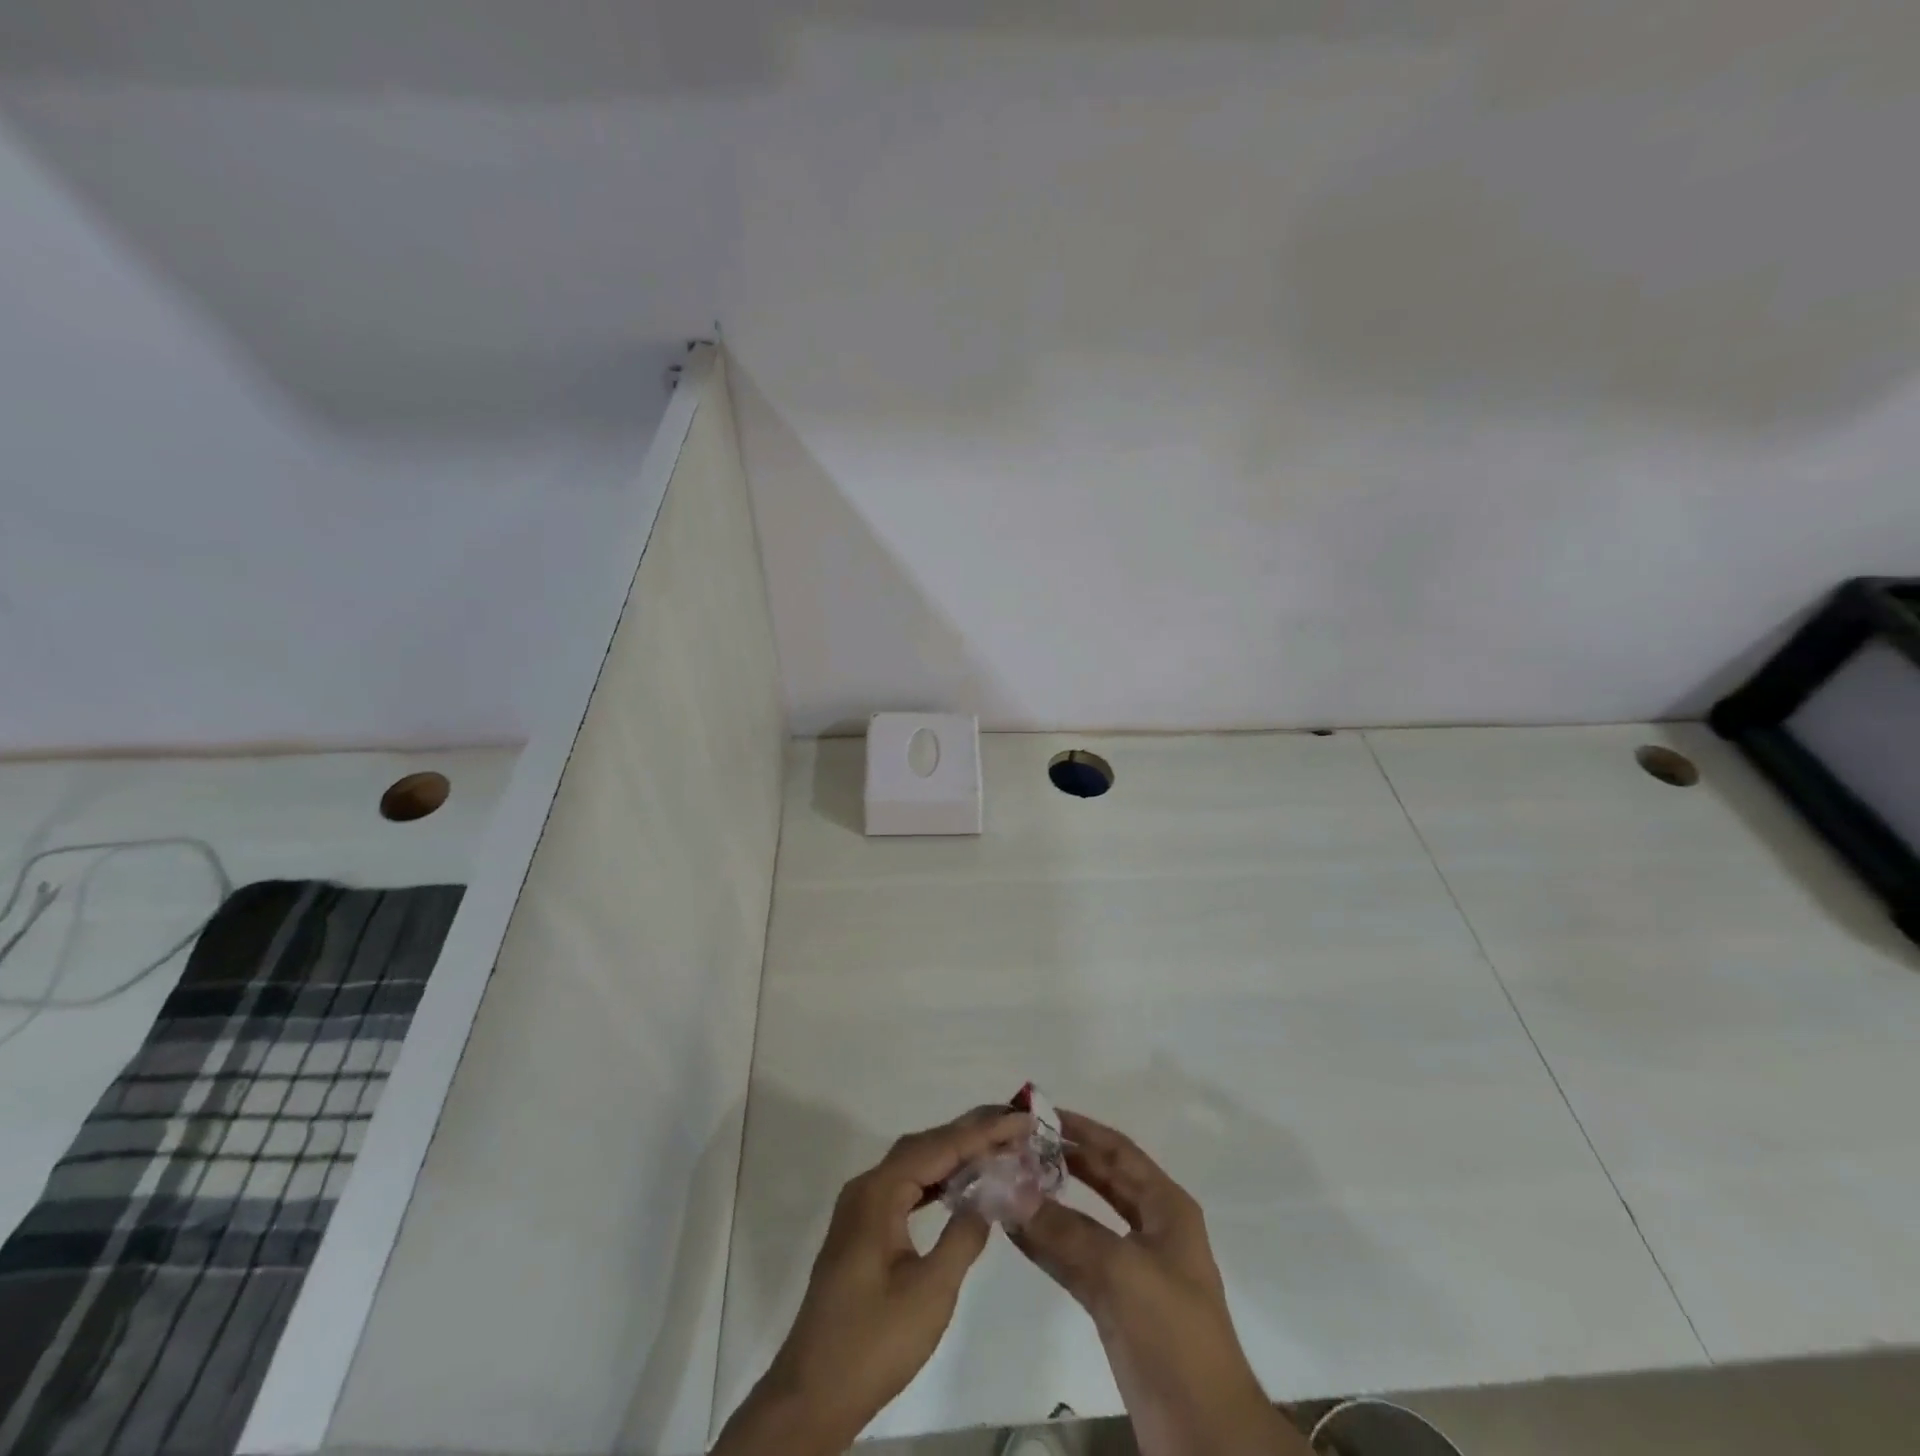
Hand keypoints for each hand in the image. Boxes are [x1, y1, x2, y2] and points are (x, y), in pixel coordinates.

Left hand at [713, 1107, 1032, 1455]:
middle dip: (970, 1133)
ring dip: (954, 1154)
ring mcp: (862, 1207)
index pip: (938, 1147)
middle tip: (1014, 1125)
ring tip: (996, 1147)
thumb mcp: (930, 1293)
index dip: (982, 1131)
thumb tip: (987, 1198)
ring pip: (914, 1164)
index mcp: (879, 1193)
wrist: (813, 1394)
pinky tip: (959, 1186)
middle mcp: (867, 1187)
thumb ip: (962, 1237)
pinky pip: (906, 1187)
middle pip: (924, 1146)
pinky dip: (936, 1179)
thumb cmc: (873, 1342)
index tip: (1020, 1119)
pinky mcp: (863, 1229)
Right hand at [1011, 1110, 1309, 1455]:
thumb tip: (1011, 1192)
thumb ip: (1064, 1229)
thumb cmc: (1174, 1333)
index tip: (1040, 1114)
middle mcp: (1150, 1228)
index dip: (1082, 1129)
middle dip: (1063, 1161)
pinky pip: (1075, 1261)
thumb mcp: (1120, 1270)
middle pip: (1101, 1180)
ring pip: (1084, 1221)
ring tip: (1007, 1180)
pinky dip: (1047, 1244)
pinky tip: (1016, 1231)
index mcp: (1166, 1207)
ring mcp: (1132, 1268)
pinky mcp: (1115, 1305)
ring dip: (1049, 1203)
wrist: (1204, 1433)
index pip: (1118, 1151)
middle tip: (1017, 1145)